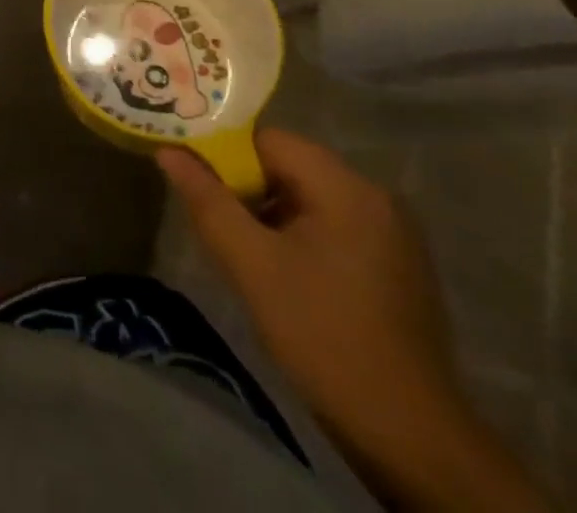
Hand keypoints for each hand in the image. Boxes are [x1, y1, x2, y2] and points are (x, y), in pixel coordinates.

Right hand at [159, 131, 546, 511]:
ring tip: (245, 252)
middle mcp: (376, 197)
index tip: (199, 186)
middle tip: (217, 223)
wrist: (408, 435)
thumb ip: (207, 200)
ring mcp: (393, 233)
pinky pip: (334, 226)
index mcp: (347, 187)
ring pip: (310, 198)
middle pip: (290, 167)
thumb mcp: (251, 264)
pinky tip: (285, 275)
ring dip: (272, 215)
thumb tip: (168, 151)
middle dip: (248, 189)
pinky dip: (301, 237)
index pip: (269, 141)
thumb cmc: (323, 335)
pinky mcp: (397, 266)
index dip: (226, 157)